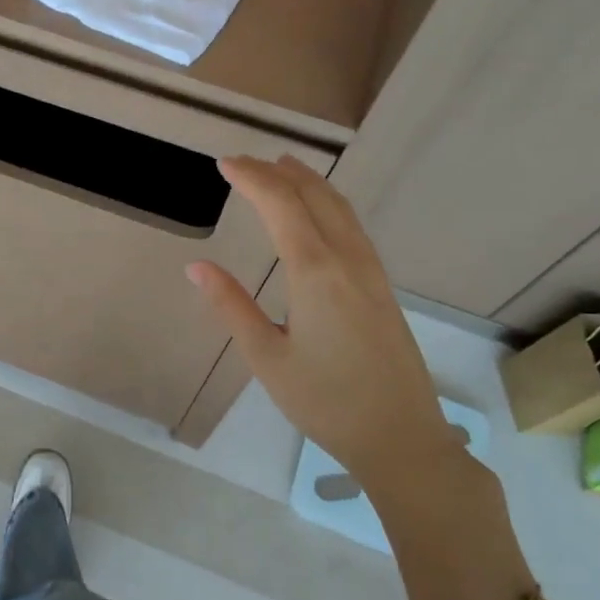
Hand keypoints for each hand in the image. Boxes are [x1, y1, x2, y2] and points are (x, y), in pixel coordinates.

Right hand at [188, 156, 491, 521]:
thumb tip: (197, 267)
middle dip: (279, 172)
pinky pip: (354, 228)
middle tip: (246, 162)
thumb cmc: (325, 401)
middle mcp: (348, 260)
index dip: (252, 178)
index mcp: (315, 273)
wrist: (402, 437)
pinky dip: (330, 205)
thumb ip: (231, 306)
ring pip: (341, 209)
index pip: (281, 206)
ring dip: (309, 183)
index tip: (224, 164)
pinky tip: (319, 215)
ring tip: (283, 169)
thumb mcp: (266, 357)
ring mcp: (372, 273)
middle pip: (315, 197)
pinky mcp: (383, 288)